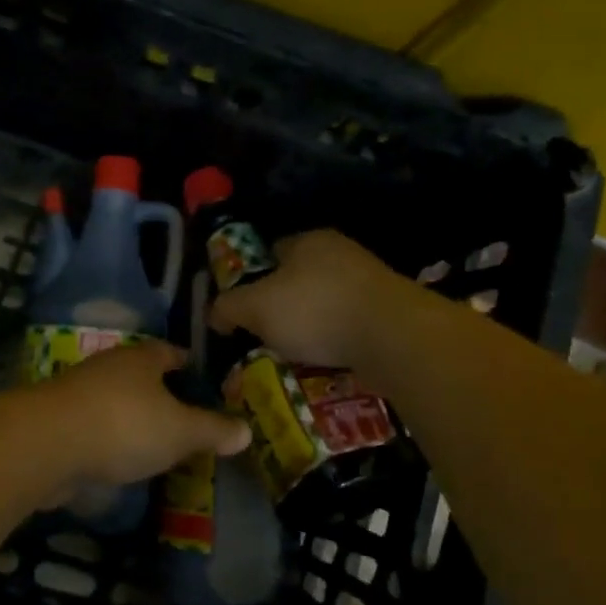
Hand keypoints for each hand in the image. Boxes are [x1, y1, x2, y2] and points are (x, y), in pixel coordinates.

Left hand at [32, 341, 250, 501]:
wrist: (46, 444)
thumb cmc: (124, 425)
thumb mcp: (180, 431)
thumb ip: (212, 430)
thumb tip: (247, 430)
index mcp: (140, 359)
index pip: (170, 352)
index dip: (188, 363)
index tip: (201, 377)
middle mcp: (108, 367)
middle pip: (140, 375)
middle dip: (160, 393)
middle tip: (184, 415)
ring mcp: (79, 393)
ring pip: (115, 401)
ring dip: (131, 417)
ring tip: (154, 441)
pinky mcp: (58, 423)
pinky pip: (93, 426)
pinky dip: (108, 439)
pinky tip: (119, 460)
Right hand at [208, 230, 406, 367]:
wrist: (391, 336)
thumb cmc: (315, 310)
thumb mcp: (255, 308)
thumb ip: (228, 307)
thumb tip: (213, 315)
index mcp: (308, 241)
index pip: (271, 252)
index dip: (253, 278)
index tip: (243, 308)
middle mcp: (341, 254)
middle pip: (299, 280)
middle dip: (282, 307)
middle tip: (265, 337)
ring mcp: (369, 282)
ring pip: (326, 305)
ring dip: (311, 328)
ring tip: (293, 356)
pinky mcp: (389, 312)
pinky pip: (350, 327)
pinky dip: (336, 343)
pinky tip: (326, 363)